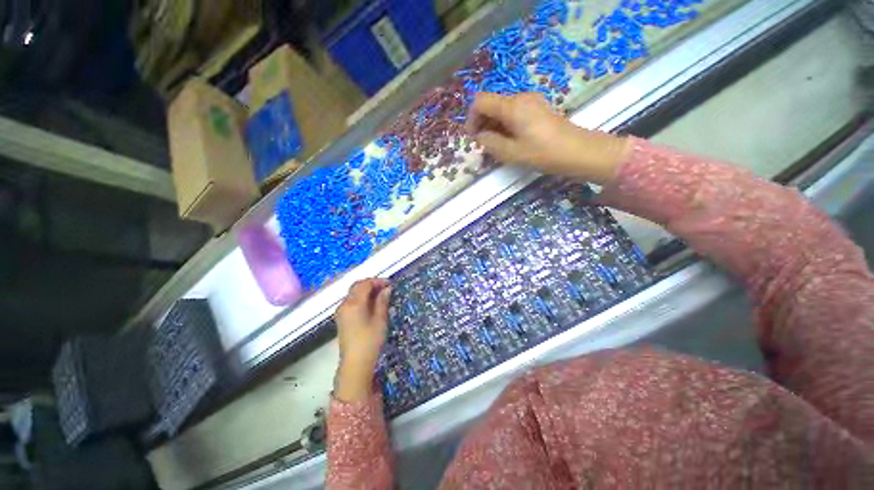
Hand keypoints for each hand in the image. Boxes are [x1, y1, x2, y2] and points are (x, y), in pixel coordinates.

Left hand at [334, 278, 391, 401]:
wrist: (355, 363)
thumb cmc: (370, 341)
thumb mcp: (380, 320)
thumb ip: (382, 301)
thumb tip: (387, 289)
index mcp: (354, 303)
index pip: (364, 284)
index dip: (377, 281)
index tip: (389, 283)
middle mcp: (344, 304)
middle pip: (357, 286)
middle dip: (371, 284)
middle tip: (385, 288)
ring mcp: (341, 311)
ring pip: (353, 293)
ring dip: (366, 291)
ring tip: (380, 295)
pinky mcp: (341, 318)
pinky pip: (351, 301)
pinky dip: (361, 298)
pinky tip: (371, 304)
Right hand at [466, 92, 631, 184]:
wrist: (577, 151)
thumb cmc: (543, 152)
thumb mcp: (511, 152)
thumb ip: (490, 143)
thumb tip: (480, 136)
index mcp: (511, 106)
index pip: (480, 101)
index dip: (471, 118)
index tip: (473, 137)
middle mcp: (520, 98)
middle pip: (491, 103)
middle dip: (482, 122)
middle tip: (484, 144)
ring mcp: (531, 101)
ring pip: (502, 108)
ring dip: (493, 125)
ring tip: (496, 145)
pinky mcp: (537, 108)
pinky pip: (514, 112)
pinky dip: (505, 124)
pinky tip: (510, 140)